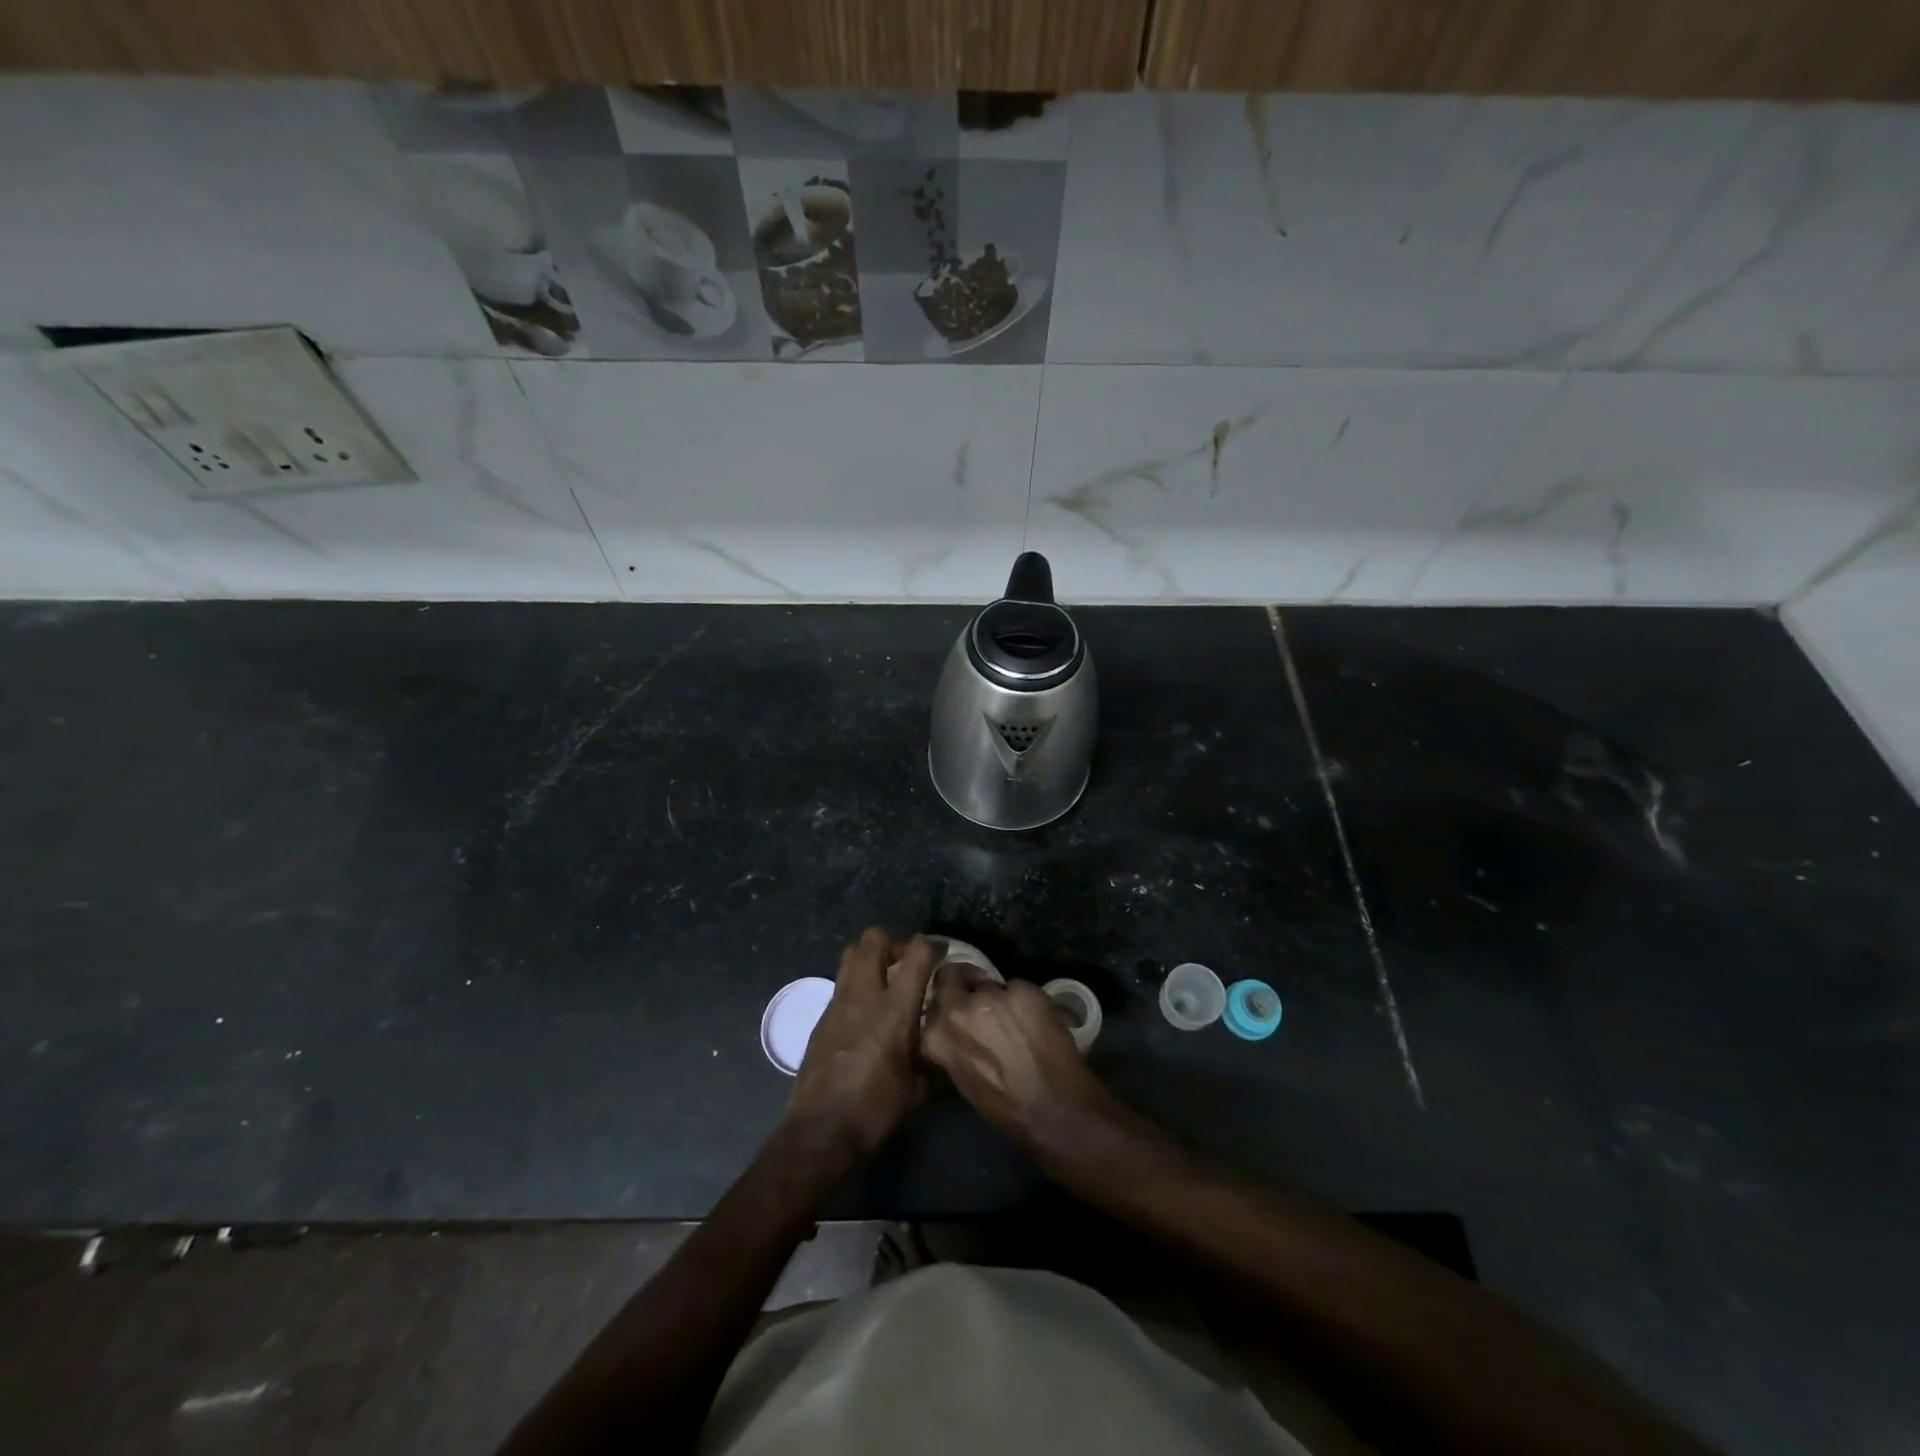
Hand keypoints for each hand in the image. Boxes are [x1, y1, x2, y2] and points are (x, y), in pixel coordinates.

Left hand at [788, 929, 937, 1157]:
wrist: (820, 1131)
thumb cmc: (876, 1110)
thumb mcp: (921, 1089)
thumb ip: (937, 1057)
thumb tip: (949, 1044)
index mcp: (894, 1009)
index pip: (916, 953)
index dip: (933, 945)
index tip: (942, 952)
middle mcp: (864, 995)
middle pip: (874, 938)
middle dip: (896, 940)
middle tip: (909, 959)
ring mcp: (838, 1002)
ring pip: (852, 953)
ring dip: (872, 955)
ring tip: (887, 976)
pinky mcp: (822, 1016)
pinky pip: (841, 982)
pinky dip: (857, 981)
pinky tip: (867, 1008)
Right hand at [922, 970, 1112, 1148]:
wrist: (1053, 1110)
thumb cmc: (1004, 1106)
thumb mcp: (960, 1076)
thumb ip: (951, 1043)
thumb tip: (956, 1027)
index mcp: (936, 1035)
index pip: (933, 996)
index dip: (948, 993)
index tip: (959, 996)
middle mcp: (958, 1009)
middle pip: (954, 975)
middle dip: (966, 981)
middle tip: (982, 993)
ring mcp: (991, 996)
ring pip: (991, 983)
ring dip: (999, 996)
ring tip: (1015, 1018)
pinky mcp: (1023, 990)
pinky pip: (1020, 987)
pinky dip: (1026, 1000)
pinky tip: (1036, 1022)